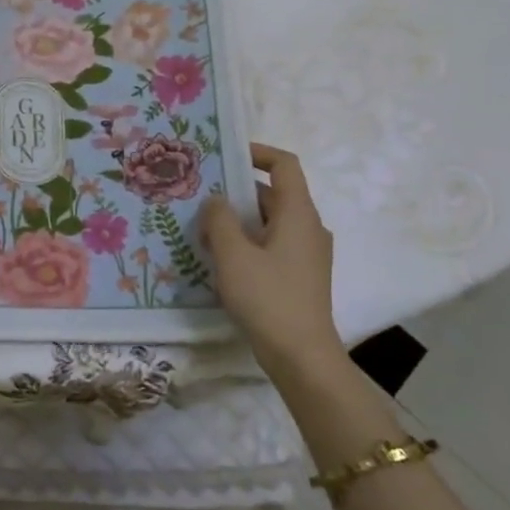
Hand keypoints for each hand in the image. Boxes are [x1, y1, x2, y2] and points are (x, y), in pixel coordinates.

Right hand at [199, 142, 343, 377]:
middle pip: (273, 193)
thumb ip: (219, 219)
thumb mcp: (233, 254)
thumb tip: (216, 200)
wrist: (302, 357)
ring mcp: (307, 254)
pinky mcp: (300, 276)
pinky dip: (247, 241)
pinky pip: (272, 244)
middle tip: (200, 196)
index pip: (285, 165)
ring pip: (270, 221)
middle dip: (236, 192)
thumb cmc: (268, 298)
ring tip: (202, 228)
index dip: (257, 152)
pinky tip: (221, 259)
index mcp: (298, 214)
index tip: (225, 155)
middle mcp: (308, 227)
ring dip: (238, 220)